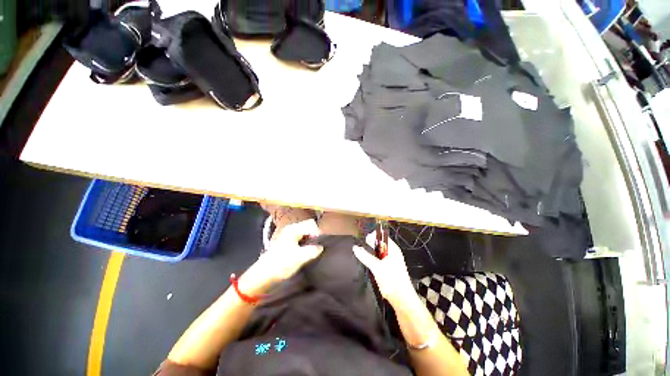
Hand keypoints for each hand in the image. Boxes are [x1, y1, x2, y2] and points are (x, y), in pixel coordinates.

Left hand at [256, 219, 322, 283]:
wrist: (263, 276)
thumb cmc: (281, 264)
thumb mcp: (300, 257)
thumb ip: (313, 250)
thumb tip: (321, 247)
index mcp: (293, 229)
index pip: (311, 224)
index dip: (318, 232)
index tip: (322, 243)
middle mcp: (291, 230)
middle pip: (308, 228)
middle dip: (315, 236)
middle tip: (319, 247)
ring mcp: (288, 237)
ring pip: (305, 235)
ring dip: (311, 241)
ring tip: (315, 251)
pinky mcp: (287, 244)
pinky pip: (301, 240)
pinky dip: (306, 244)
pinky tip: (307, 253)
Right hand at [353, 233, 415, 307]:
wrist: (400, 298)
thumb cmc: (391, 279)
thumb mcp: (377, 266)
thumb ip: (365, 256)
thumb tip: (355, 247)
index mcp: (392, 249)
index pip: (382, 236)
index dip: (374, 235)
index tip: (364, 238)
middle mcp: (391, 253)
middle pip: (380, 243)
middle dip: (371, 242)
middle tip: (362, 243)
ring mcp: (389, 260)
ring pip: (378, 251)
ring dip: (370, 249)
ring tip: (361, 250)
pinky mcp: (386, 268)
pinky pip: (378, 258)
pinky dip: (371, 257)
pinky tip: (365, 259)